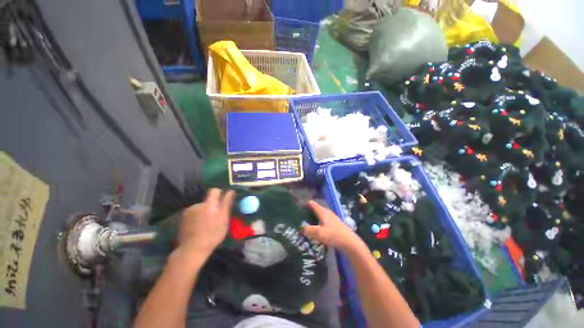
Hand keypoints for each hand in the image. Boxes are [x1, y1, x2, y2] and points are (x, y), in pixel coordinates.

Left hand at [178, 188, 234, 256]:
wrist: (192, 249)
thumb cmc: (213, 234)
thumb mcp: (224, 219)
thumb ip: (227, 203)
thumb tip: (231, 191)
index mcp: (209, 204)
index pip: (214, 191)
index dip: (220, 193)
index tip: (223, 201)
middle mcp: (198, 205)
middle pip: (208, 200)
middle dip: (213, 206)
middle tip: (216, 218)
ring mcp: (189, 211)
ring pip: (201, 207)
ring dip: (204, 212)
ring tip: (206, 224)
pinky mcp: (183, 218)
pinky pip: (194, 213)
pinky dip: (197, 217)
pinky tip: (198, 227)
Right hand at [301, 200, 366, 253]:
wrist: (349, 242)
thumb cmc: (334, 235)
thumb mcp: (319, 233)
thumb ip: (308, 230)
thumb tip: (300, 228)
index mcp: (322, 211)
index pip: (311, 203)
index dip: (304, 204)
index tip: (297, 209)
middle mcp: (326, 212)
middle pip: (315, 209)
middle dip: (307, 212)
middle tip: (299, 219)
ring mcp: (331, 218)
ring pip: (318, 215)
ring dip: (312, 219)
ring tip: (305, 225)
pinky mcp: (333, 224)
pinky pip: (322, 221)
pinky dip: (317, 223)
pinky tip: (315, 231)